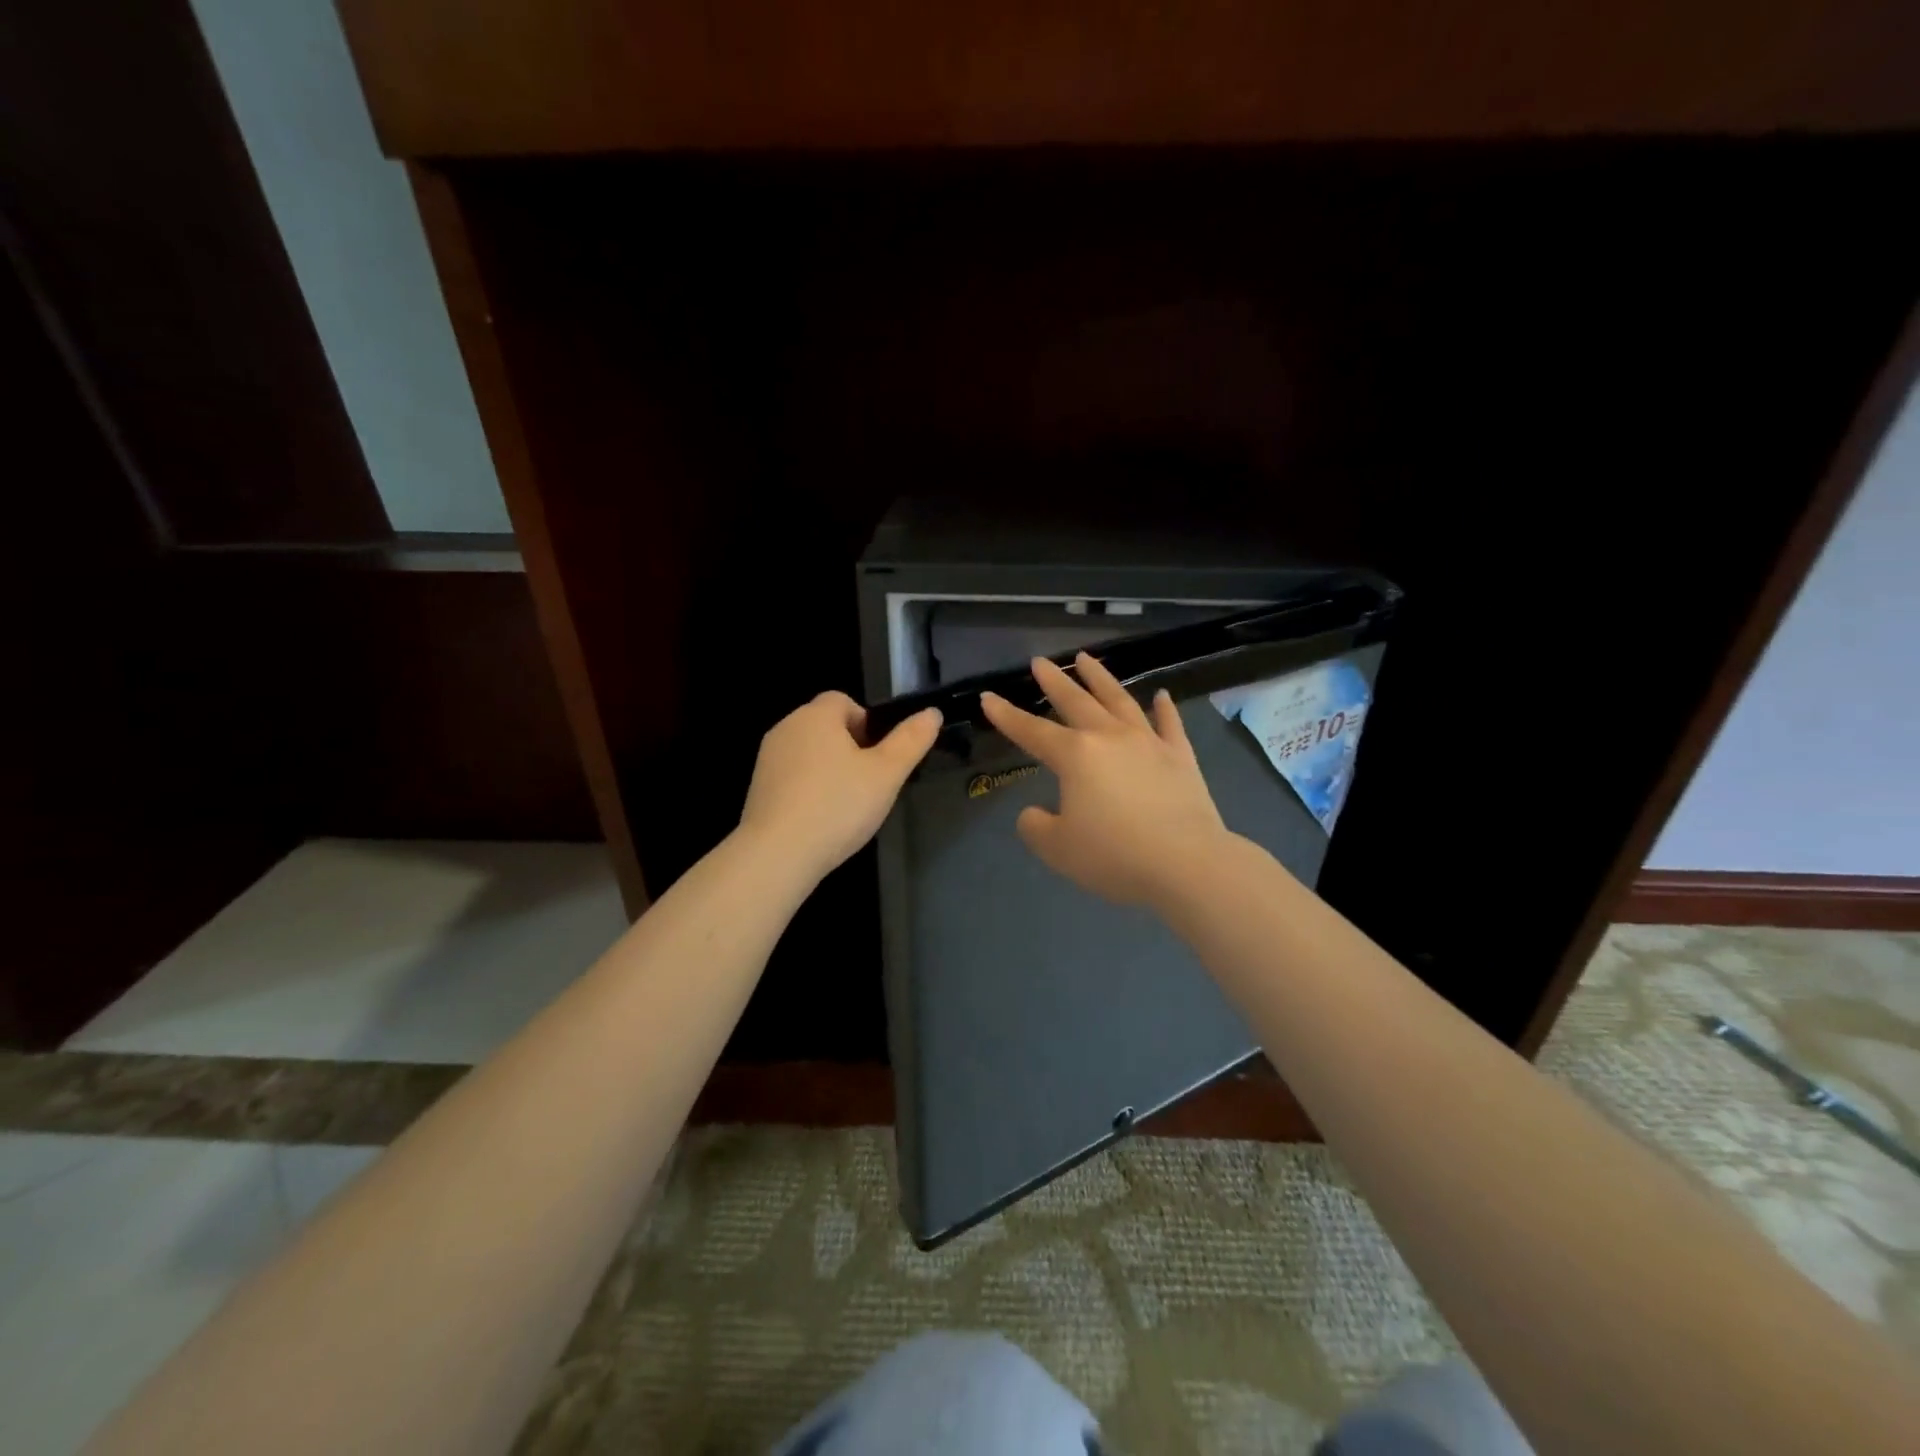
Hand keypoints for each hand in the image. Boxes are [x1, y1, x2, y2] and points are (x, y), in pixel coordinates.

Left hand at [739, 692, 941, 882]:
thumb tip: (932, 713)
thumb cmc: (838, 805)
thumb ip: (911, 741)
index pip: (843, 700)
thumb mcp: (887, 774)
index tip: (879, 756)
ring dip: (828, 769)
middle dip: (849, 747)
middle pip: (825, 726)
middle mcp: (786, 728)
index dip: (866, 723)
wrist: (777, 854)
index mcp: (816, 715)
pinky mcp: (757, 788)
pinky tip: (821, 819)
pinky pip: (791, 777)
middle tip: (870, 782)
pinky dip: (808, 789)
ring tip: (847, 804)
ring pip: (808, 752)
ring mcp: (767, 759)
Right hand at [981, 653, 1232, 906]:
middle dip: (1054, 681)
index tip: (989, 697)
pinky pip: (1169, 724)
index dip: (1007, 715)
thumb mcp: (1057, 849)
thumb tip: (1035, 812)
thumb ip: (1036, 826)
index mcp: (1075, 755)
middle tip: (1040, 661)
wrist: (1186, 863)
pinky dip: (1164, 708)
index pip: (1031, 731)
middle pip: (1076, 701)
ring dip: (1101, 678)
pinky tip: (1160, 695)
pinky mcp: (1180, 757)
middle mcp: (1109, 737)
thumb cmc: (1114, 855)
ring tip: (1086, 658)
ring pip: (1120, 700)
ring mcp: (1148, 743)